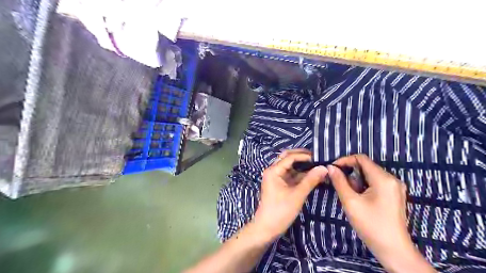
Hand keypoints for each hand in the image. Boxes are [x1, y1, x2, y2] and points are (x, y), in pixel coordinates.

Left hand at [253, 150, 327, 241]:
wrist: (267, 228)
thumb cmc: (280, 211)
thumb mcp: (297, 195)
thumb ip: (310, 180)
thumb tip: (324, 168)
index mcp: (273, 170)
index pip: (290, 157)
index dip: (305, 155)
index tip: (319, 157)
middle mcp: (273, 170)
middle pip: (288, 158)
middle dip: (303, 157)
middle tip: (318, 158)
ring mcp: (276, 177)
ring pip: (290, 166)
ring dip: (303, 165)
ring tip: (318, 165)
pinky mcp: (280, 184)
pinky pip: (291, 175)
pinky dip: (301, 174)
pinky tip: (313, 175)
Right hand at [329, 155, 434, 271]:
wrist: (393, 250)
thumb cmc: (371, 225)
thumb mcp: (350, 202)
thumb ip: (339, 182)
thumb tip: (330, 167)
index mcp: (383, 179)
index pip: (361, 159)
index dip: (345, 160)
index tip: (332, 169)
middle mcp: (392, 179)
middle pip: (366, 167)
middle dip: (350, 173)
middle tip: (339, 184)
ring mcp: (395, 187)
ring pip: (370, 175)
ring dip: (356, 181)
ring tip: (350, 195)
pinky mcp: (394, 195)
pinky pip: (375, 183)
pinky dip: (364, 186)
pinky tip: (359, 199)